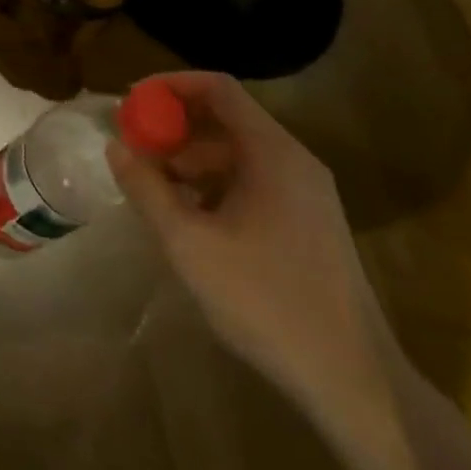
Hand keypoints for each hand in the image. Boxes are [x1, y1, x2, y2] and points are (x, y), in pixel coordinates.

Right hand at [106, 72, 396, 425]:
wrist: (355, 383)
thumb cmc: (266, 301)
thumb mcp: (189, 243)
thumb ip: (147, 188)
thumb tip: (115, 146)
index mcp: (273, 153)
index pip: (218, 88)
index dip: (170, 85)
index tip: (131, 102)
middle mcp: (294, 162)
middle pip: (226, 118)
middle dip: (174, 127)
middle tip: (134, 147)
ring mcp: (306, 194)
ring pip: (237, 153)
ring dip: (191, 160)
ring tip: (154, 188)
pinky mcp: (308, 224)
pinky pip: (252, 182)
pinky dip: (215, 185)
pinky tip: (190, 219)